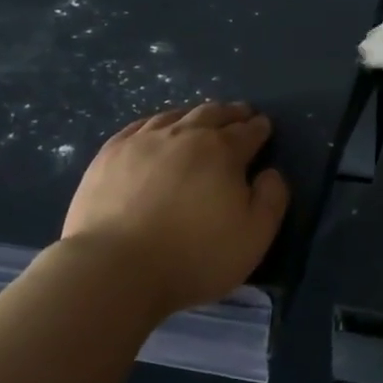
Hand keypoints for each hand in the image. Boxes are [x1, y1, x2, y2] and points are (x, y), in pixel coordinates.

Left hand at [61, 102, 288, 317]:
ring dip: (195, 115)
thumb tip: (270, 172)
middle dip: (231, 113)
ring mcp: (143, 141)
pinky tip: (157, 130)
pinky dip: (158, 123)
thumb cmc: (195, 255)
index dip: (259, 128)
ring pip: (176, 116)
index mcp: (223, 151)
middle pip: (213, 114)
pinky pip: (139, 126)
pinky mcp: (109, 154)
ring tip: (201, 119)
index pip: (248, 131)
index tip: (264, 126)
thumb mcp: (255, 235)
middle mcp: (185, 135)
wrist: (115, 269)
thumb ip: (272, 198)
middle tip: (240, 114)